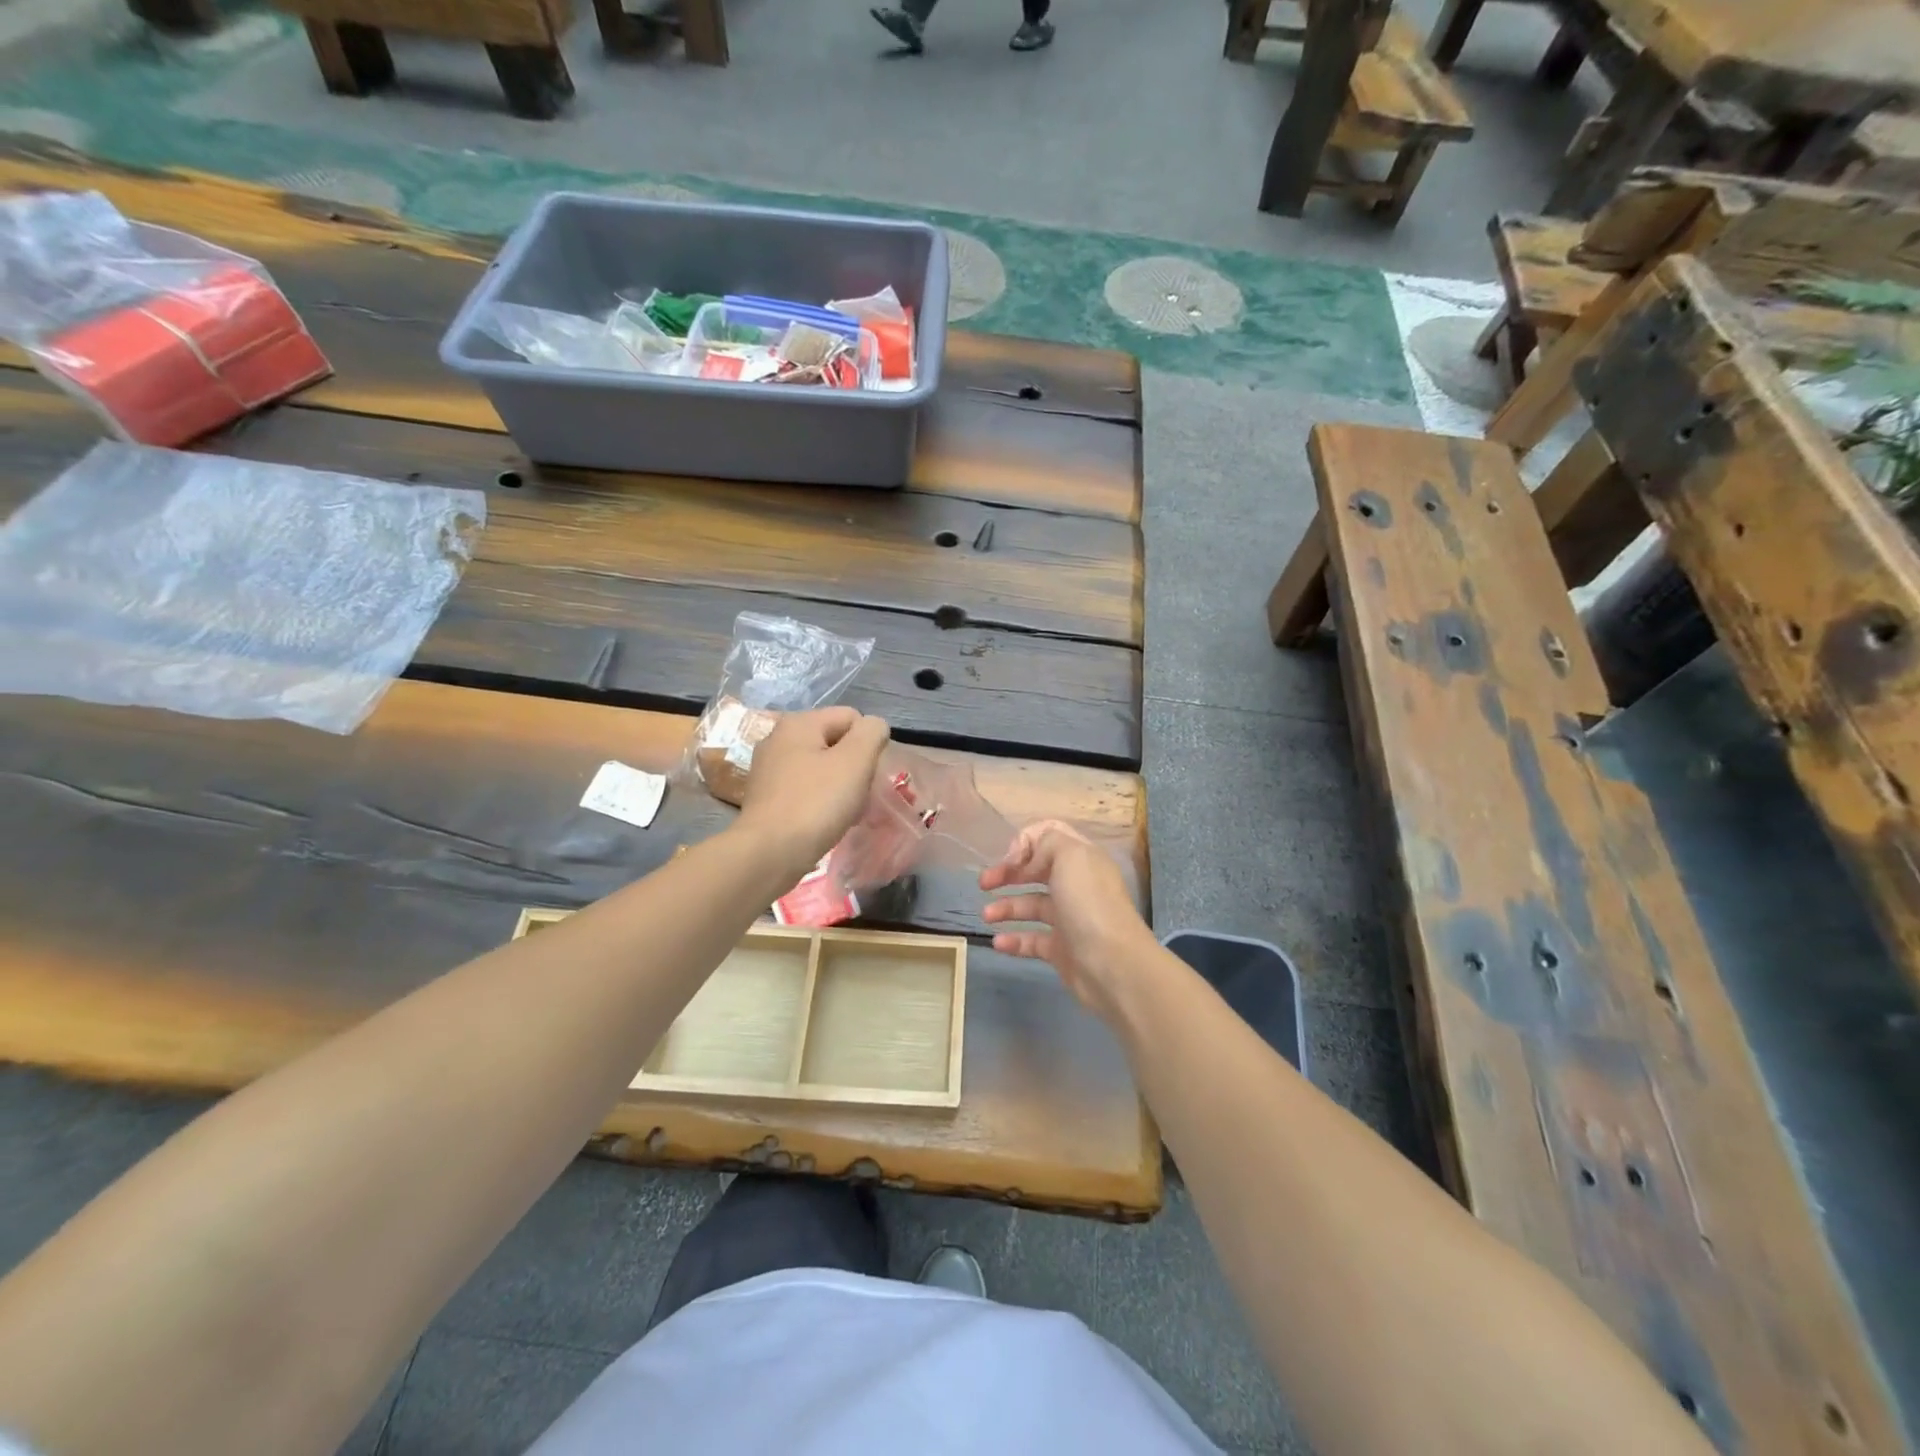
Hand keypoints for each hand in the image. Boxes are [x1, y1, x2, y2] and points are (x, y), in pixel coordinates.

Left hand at [736, 708, 890, 873]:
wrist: (769, 853)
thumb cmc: (816, 803)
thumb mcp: (856, 760)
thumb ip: (872, 733)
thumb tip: (874, 727)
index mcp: (799, 722)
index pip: (852, 717)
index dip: (868, 744)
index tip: (868, 774)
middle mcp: (778, 738)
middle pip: (835, 742)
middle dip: (854, 766)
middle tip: (858, 795)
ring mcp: (768, 769)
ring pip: (821, 767)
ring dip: (839, 786)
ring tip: (844, 812)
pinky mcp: (766, 797)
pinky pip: (805, 789)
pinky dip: (820, 801)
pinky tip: (823, 821)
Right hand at [980, 820, 1157, 1023]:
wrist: (1113, 965)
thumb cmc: (1089, 904)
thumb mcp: (1069, 855)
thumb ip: (1045, 842)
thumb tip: (1028, 859)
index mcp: (1082, 859)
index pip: (1050, 837)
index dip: (1025, 843)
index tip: (1009, 859)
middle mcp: (1076, 885)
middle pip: (1036, 871)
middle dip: (1008, 873)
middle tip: (984, 883)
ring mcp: (1069, 918)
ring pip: (1031, 906)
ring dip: (1006, 907)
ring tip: (986, 915)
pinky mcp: (1062, 950)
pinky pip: (1032, 940)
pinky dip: (1013, 940)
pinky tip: (998, 942)